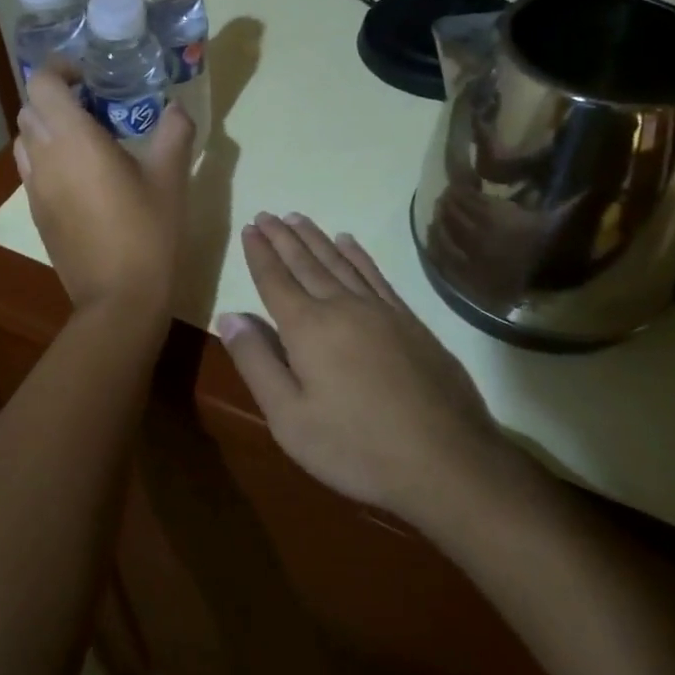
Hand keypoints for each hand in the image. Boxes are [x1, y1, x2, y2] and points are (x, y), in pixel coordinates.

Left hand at [13, 68, 193, 312]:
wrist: (119, 298)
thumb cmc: (147, 233)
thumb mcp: (170, 179)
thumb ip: (173, 134)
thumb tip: (176, 108)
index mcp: (73, 140)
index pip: (42, 84)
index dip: (59, 70)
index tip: (89, 77)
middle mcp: (44, 158)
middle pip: (30, 109)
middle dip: (56, 98)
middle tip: (95, 106)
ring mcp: (34, 189)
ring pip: (25, 140)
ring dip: (48, 128)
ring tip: (86, 140)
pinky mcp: (36, 214)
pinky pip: (31, 170)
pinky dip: (48, 158)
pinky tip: (83, 177)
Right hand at [216, 213, 512, 525]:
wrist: (446, 460)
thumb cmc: (356, 446)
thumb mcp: (289, 418)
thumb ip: (256, 362)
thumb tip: (228, 316)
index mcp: (307, 328)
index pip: (275, 280)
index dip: (259, 254)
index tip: (249, 228)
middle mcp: (341, 306)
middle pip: (305, 263)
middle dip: (282, 238)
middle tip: (266, 214)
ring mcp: (380, 310)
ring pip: (339, 262)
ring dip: (315, 238)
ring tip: (297, 218)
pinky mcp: (409, 320)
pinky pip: (375, 274)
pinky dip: (358, 255)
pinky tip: (348, 242)